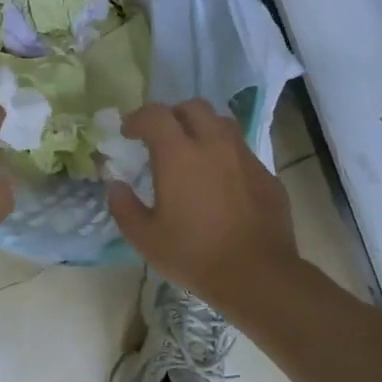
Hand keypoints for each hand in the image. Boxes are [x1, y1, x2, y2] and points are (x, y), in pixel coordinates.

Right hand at [106, 100, 300, 313]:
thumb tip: (115, 184)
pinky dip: (225, 155)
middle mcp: (214, 144)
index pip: (155, 115)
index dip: (137, 118)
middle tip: (161, 138)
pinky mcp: (266, 174)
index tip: (128, 133)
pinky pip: (241, 151)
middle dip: (173, 115)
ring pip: (222, 124)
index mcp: (179, 154)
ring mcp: (244, 157)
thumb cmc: (193, 255)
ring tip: (193, 153)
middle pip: (193, 107)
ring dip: (202, 129)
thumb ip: (124, 206)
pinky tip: (220, 182)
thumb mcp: (145, 238)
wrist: (256, 274)